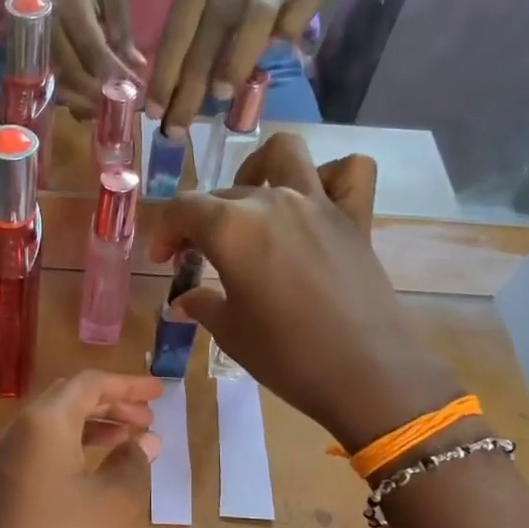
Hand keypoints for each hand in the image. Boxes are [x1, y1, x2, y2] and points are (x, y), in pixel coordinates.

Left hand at [0, 372, 162, 527]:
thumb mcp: (114, 503)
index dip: (127, 385)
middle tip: (147, 419)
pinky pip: (39, 449)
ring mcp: (2, 460)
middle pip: (66, 399)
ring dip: (91, 425)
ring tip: (130, 441)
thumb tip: (145, 441)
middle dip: (109, 403)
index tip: (160, 393)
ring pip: (51, 425)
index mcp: (43, 423)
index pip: (88, 384)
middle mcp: (16, 431)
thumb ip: (133, 462)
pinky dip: (71, 447)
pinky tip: (96, 468)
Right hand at [46, 0, 146, 118]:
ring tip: (108, 111)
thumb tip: (136, 65)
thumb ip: (122, 28)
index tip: (135, 90)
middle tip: (124, 107)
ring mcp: (38, 45)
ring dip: (85, 103)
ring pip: (60, 84)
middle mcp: (50, 31)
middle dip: (101, 95)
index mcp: (71, 8)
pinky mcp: (33, 54)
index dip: (114, 74)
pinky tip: (88, 105)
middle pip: (74, 74)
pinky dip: (71, 98)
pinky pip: (52, 84)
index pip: (93, 49)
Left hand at [146, 0, 327, 133]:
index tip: (155, 112)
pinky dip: (284, 38)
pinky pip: (285, 23)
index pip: (174, 37)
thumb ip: (195, 37)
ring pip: (243, 32)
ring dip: (231, 66)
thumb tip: (175, 93)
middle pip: (201, 44)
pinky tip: (280, 52)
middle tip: (178, 127)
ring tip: (220, 96)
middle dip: (188, 92)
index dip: (164, 78)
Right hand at [149, 133, 465, 451]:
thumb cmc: (285, 356)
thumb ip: (202, 305)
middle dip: (202, 220)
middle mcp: (272, 202)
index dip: (166, 231)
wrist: (364, 373)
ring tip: (252, 204)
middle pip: (224, 192)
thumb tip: (183, 301)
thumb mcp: (230, 332)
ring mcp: (318, 203)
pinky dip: (330, 176)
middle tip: (199, 257)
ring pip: (284, 154)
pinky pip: (349, 172)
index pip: (184, 209)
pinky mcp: (355, 218)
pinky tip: (314, 203)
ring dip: (260, 169)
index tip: (165, 260)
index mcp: (232, 229)